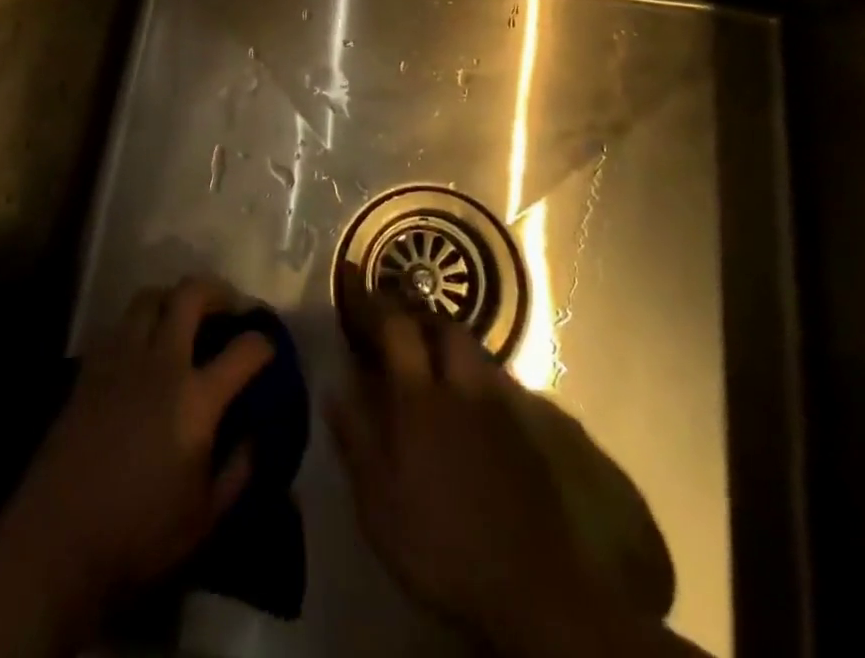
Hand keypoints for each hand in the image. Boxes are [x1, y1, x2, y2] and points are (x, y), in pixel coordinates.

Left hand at [4, 276, 274, 614]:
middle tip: (228, 307)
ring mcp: (121, 360)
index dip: (263, 343)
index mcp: (196, 399)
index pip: (244, 350)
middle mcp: (161, 364)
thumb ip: (238, 471)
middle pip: (191, 295)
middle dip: (217, 291)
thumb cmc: (138, 536)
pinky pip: (119, 325)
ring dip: (172, 298)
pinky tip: (142, 348)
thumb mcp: (204, 518)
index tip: (268, 347)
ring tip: (182, 316)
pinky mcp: (89, 369)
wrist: (55, 543)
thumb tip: (255, 436)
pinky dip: (138, 324)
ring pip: (149, 298)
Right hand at [327, 289, 699, 657]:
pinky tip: (470, 401)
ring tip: (432, 358)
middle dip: (418, 315)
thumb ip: (355, 436)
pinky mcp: (528, 426)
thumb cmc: (439, 544)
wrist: (529, 584)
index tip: (353, 281)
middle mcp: (461, 383)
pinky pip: (498, 378)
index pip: (394, 327)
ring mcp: (500, 402)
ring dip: (448, 342)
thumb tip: (335, 383)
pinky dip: (477, 375)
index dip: (372, 302)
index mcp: (418, 397)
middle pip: (442, 326)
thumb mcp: (377, 503)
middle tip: (397, 325)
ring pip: (473, 349)